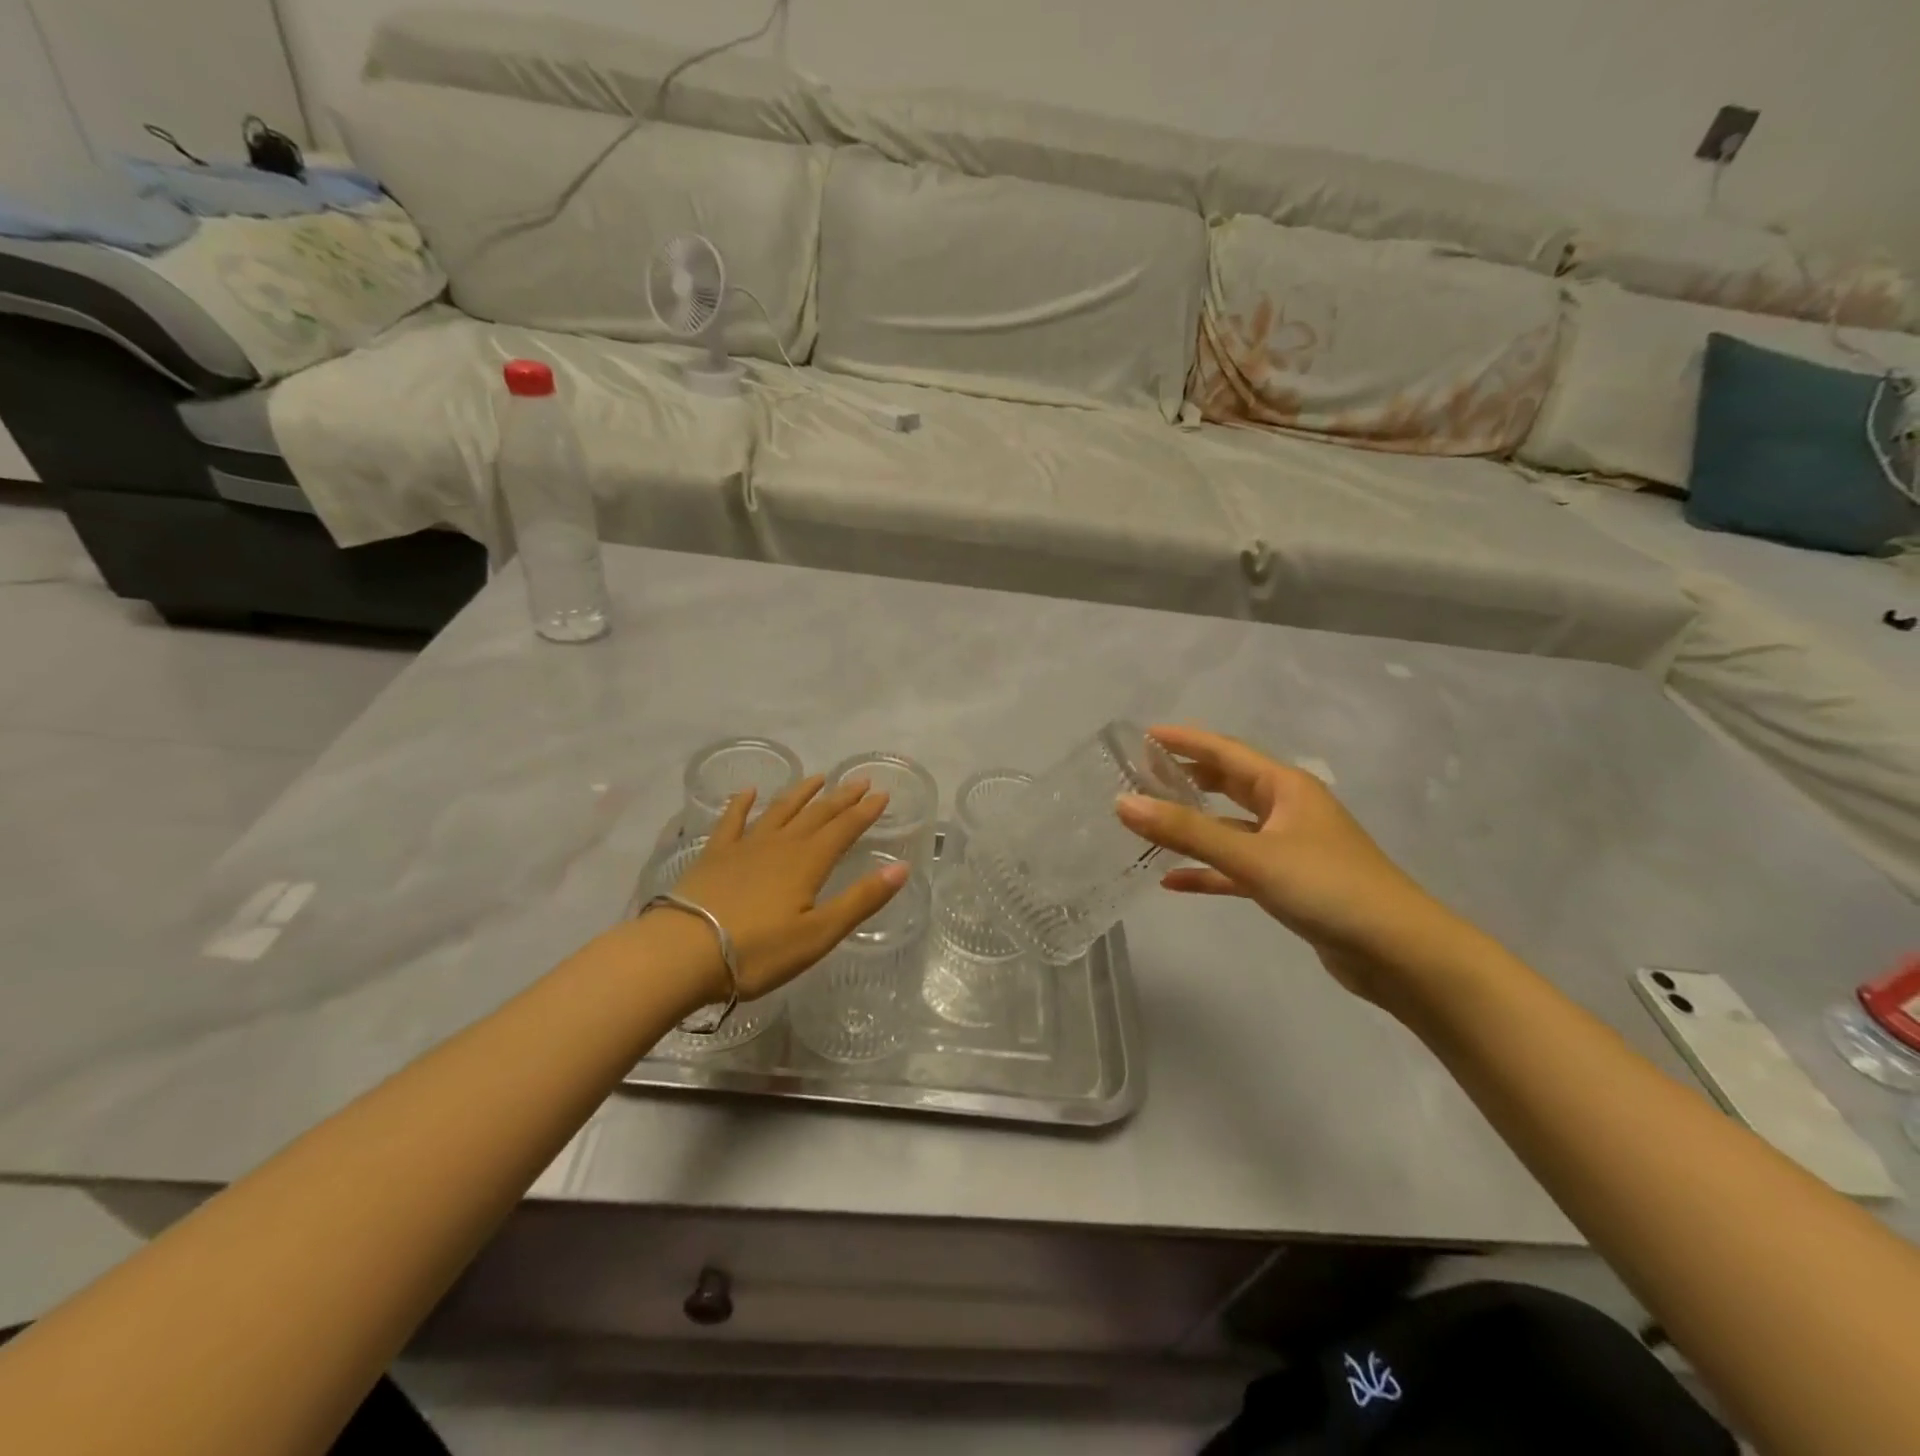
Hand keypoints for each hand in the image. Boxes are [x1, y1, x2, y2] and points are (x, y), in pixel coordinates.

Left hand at [646, 775, 907, 1002]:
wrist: (683, 952)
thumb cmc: (757, 951)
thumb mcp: (819, 934)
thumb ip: (861, 900)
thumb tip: (901, 868)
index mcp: (808, 863)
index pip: (844, 829)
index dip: (864, 812)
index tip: (882, 793)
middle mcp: (780, 845)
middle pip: (816, 815)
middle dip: (840, 798)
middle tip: (859, 780)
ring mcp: (744, 847)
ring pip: (779, 811)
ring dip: (800, 794)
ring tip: (817, 778)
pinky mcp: (714, 856)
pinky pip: (732, 821)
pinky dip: (742, 804)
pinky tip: (749, 792)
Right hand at [1116, 724, 1464, 1002]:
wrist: (1399, 953)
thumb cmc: (1328, 888)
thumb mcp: (1252, 856)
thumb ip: (1187, 831)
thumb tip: (1123, 803)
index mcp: (1285, 787)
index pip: (1225, 751)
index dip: (1185, 740)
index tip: (1144, 735)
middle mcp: (1287, 809)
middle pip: (1228, 783)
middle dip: (1187, 777)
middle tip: (1141, 774)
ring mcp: (1289, 847)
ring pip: (1230, 827)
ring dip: (1192, 825)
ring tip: (1148, 821)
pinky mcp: (1288, 884)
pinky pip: (1237, 869)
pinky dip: (1208, 871)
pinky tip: (1172, 880)